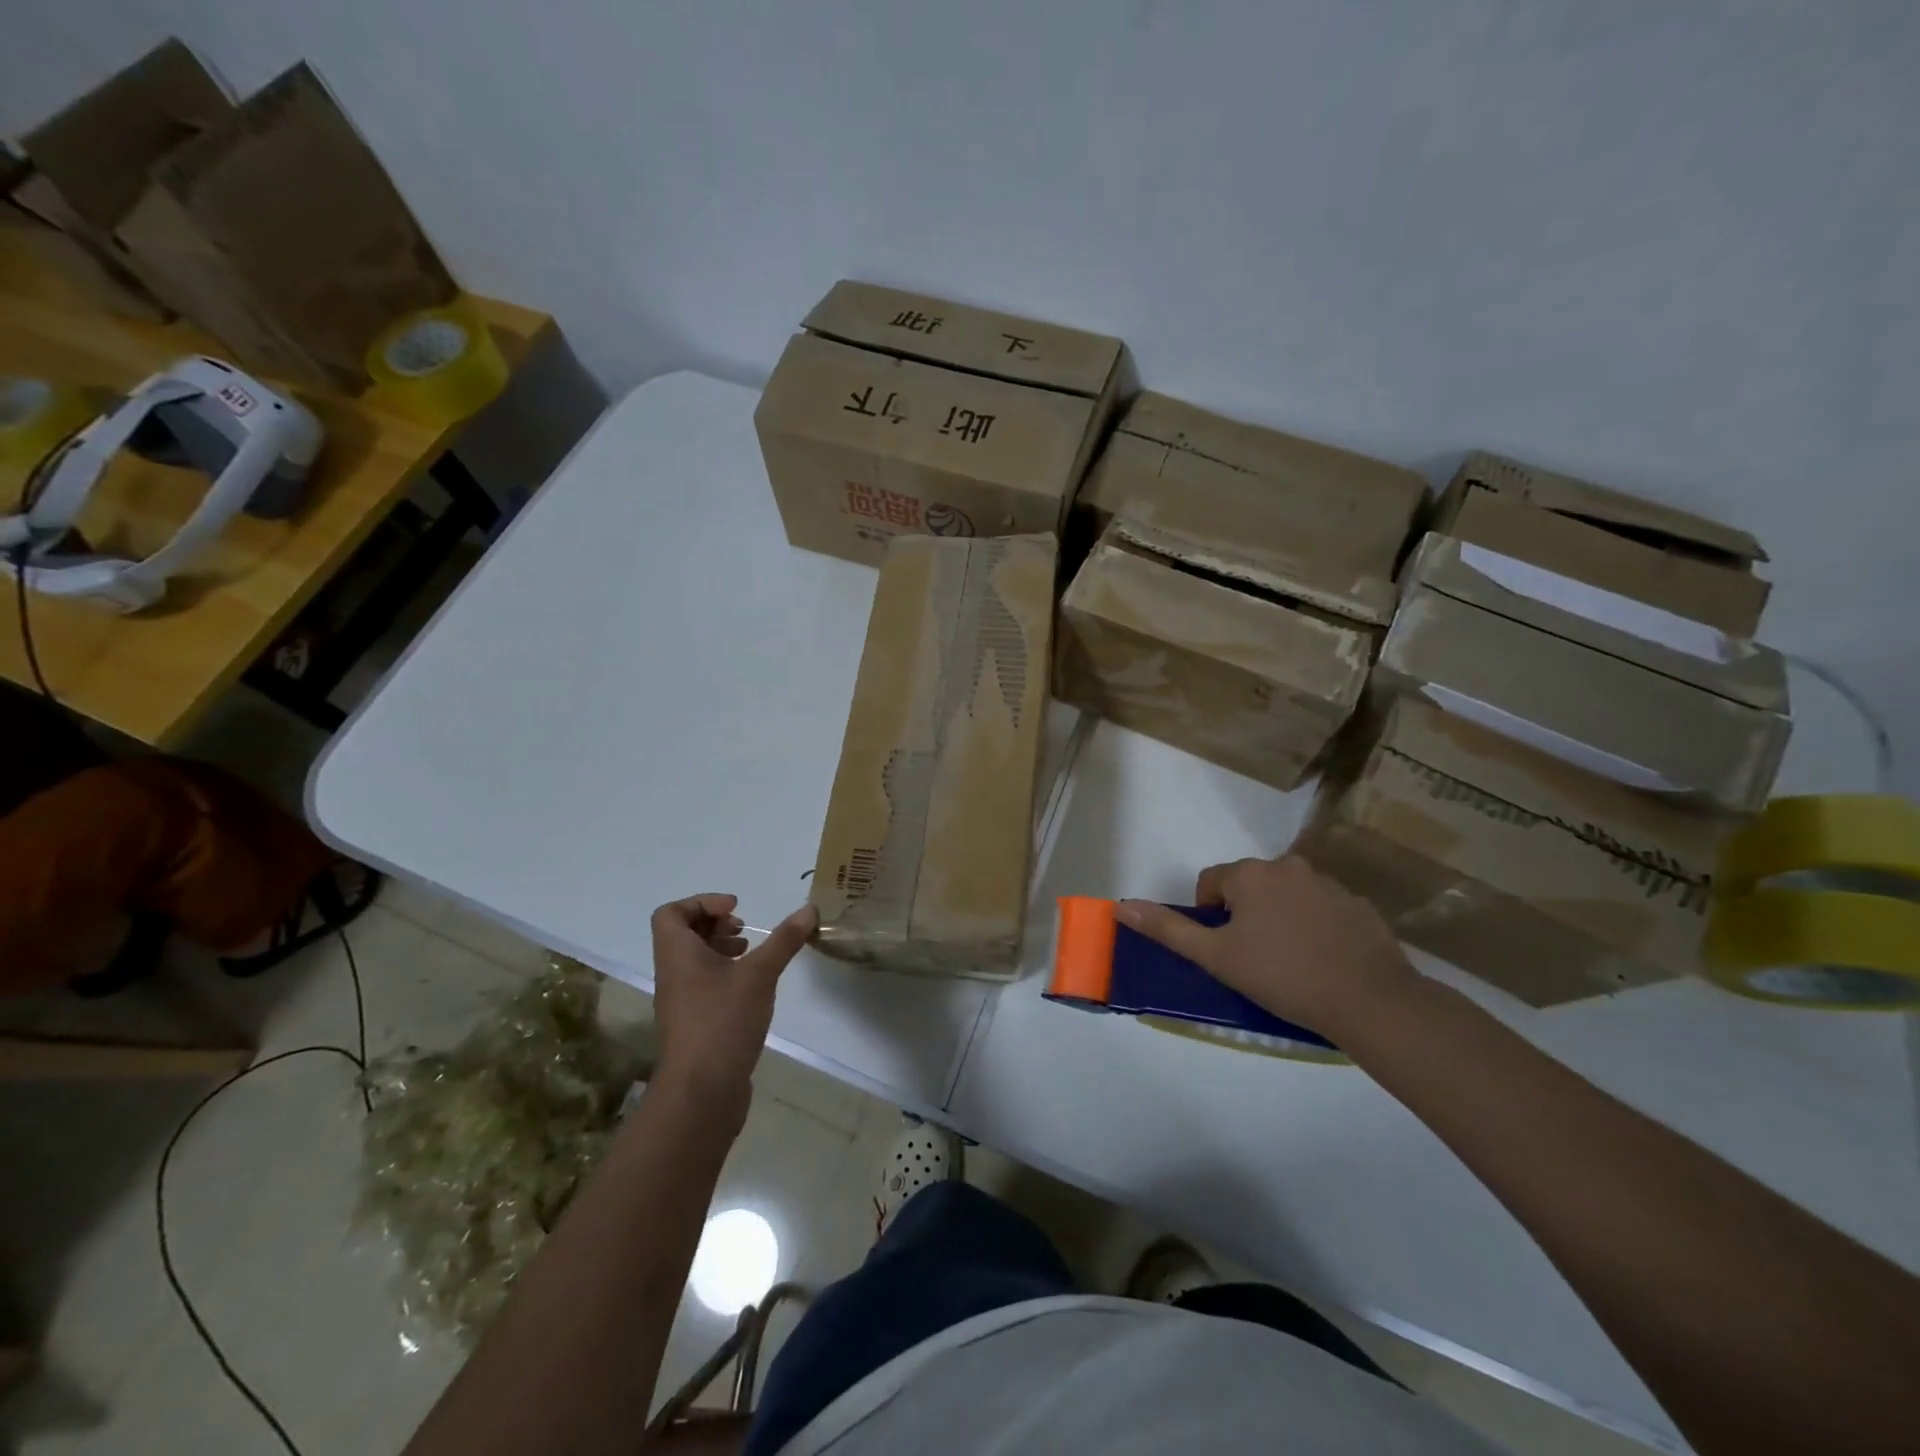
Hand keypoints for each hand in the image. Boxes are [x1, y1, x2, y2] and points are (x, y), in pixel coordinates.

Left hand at [650, 894, 815, 1118]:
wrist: (701, 1093)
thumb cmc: (723, 1021)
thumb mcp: (760, 974)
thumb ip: (784, 940)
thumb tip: (809, 909)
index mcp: (677, 955)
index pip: (671, 913)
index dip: (702, 903)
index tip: (736, 909)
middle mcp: (672, 975)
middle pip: (682, 935)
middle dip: (715, 924)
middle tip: (744, 930)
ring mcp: (681, 1002)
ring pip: (694, 961)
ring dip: (721, 950)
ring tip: (752, 955)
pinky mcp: (694, 1025)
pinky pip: (703, 986)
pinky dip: (725, 976)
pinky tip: (753, 988)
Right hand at [1116, 855, 1417, 1036]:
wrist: (1370, 1001)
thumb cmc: (1282, 975)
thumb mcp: (1216, 957)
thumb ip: (1168, 929)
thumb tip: (1122, 906)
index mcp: (1252, 874)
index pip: (1212, 881)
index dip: (1209, 915)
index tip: (1224, 949)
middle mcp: (1289, 867)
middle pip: (1249, 885)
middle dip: (1244, 915)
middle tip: (1253, 957)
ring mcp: (1329, 884)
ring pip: (1287, 896)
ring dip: (1279, 918)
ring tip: (1289, 962)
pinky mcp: (1359, 906)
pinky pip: (1322, 910)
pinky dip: (1315, 927)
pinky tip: (1323, 961)